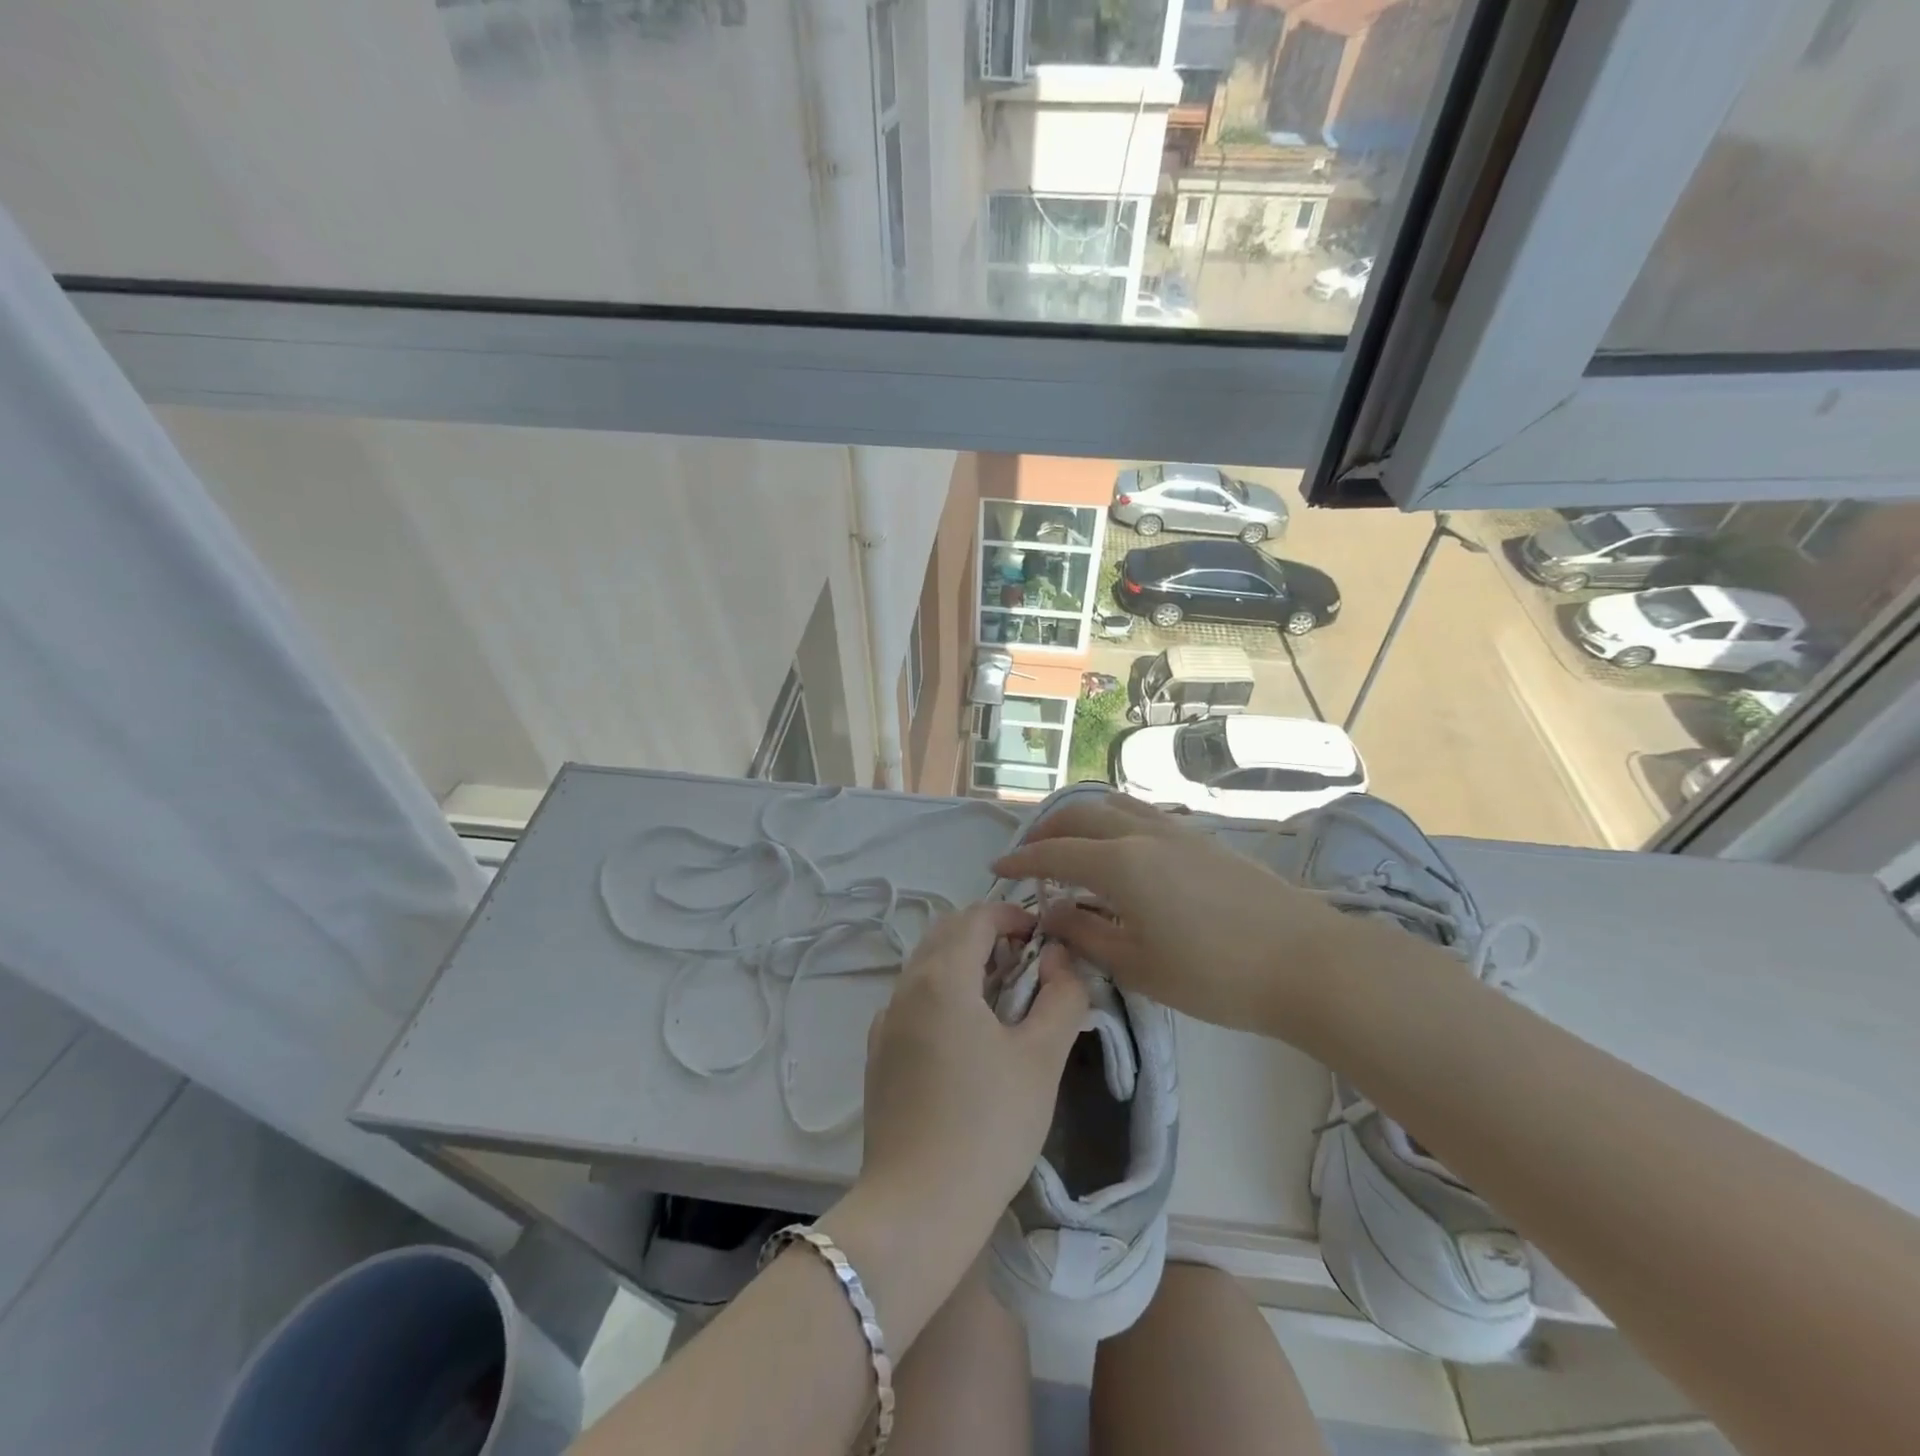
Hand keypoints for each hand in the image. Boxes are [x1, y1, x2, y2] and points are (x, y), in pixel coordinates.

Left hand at [853, 900, 1089, 1240]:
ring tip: (1003, 1001)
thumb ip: (1061, 996)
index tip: (1044, 937)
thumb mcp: (1042, 1058)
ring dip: (964, 964)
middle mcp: (905, 987)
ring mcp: (885, 1021)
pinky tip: (966, 1038)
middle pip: (947, 933)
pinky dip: (942, 995)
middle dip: (988, 935)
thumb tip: (1060, 958)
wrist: (917, 1207)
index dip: (1013, 915)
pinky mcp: (878, 1054)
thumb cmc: (989, 1126)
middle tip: (1027, 966)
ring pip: (926, 966)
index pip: (977, 917)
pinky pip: (912, 1001)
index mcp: (942, 977)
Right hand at [990, 794, 1351, 1035]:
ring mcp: (1176, 830)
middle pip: (1080, 815)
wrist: (1305, 961)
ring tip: (1069, 841)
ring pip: (1114, 805)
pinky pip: (1142, 814)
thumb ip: (1085, 934)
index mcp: (1119, 864)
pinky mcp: (1203, 838)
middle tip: (1029, 854)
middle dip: (1047, 830)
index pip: (1055, 854)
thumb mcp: (1138, 966)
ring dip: (1081, 818)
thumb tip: (1051, 913)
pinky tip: (1119, 846)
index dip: (1022, 860)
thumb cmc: (1214, 974)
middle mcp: (1142, 834)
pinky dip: (1113, 820)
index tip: (997, 870)